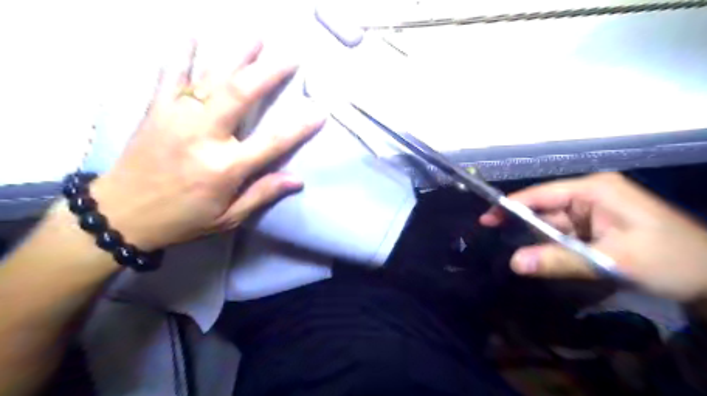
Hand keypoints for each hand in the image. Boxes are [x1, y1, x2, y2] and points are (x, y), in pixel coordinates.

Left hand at [89, 40, 323, 250]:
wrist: (120, 215)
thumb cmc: (183, 219)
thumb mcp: (228, 217)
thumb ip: (262, 194)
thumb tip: (297, 180)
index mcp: (224, 168)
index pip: (271, 143)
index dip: (299, 127)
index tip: (319, 112)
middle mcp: (203, 137)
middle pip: (240, 95)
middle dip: (267, 72)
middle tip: (289, 57)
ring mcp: (176, 119)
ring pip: (210, 78)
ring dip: (235, 55)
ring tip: (255, 36)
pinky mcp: (156, 111)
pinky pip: (170, 76)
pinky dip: (181, 53)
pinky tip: (192, 34)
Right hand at [484, 173, 706, 302]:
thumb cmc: (672, 261)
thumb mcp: (613, 261)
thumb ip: (560, 260)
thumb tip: (514, 262)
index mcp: (594, 190)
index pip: (542, 194)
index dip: (512, 205)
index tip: (486, 219)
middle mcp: (590, 194)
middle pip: (545, 208)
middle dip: (523, 224)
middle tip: (493, 237)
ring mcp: (594, 210)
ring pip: (553, 223)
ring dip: (538, 239)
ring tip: (518, 254)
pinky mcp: (597, 225)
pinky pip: (565, 233)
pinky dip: (553, 245)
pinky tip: (541, 256)